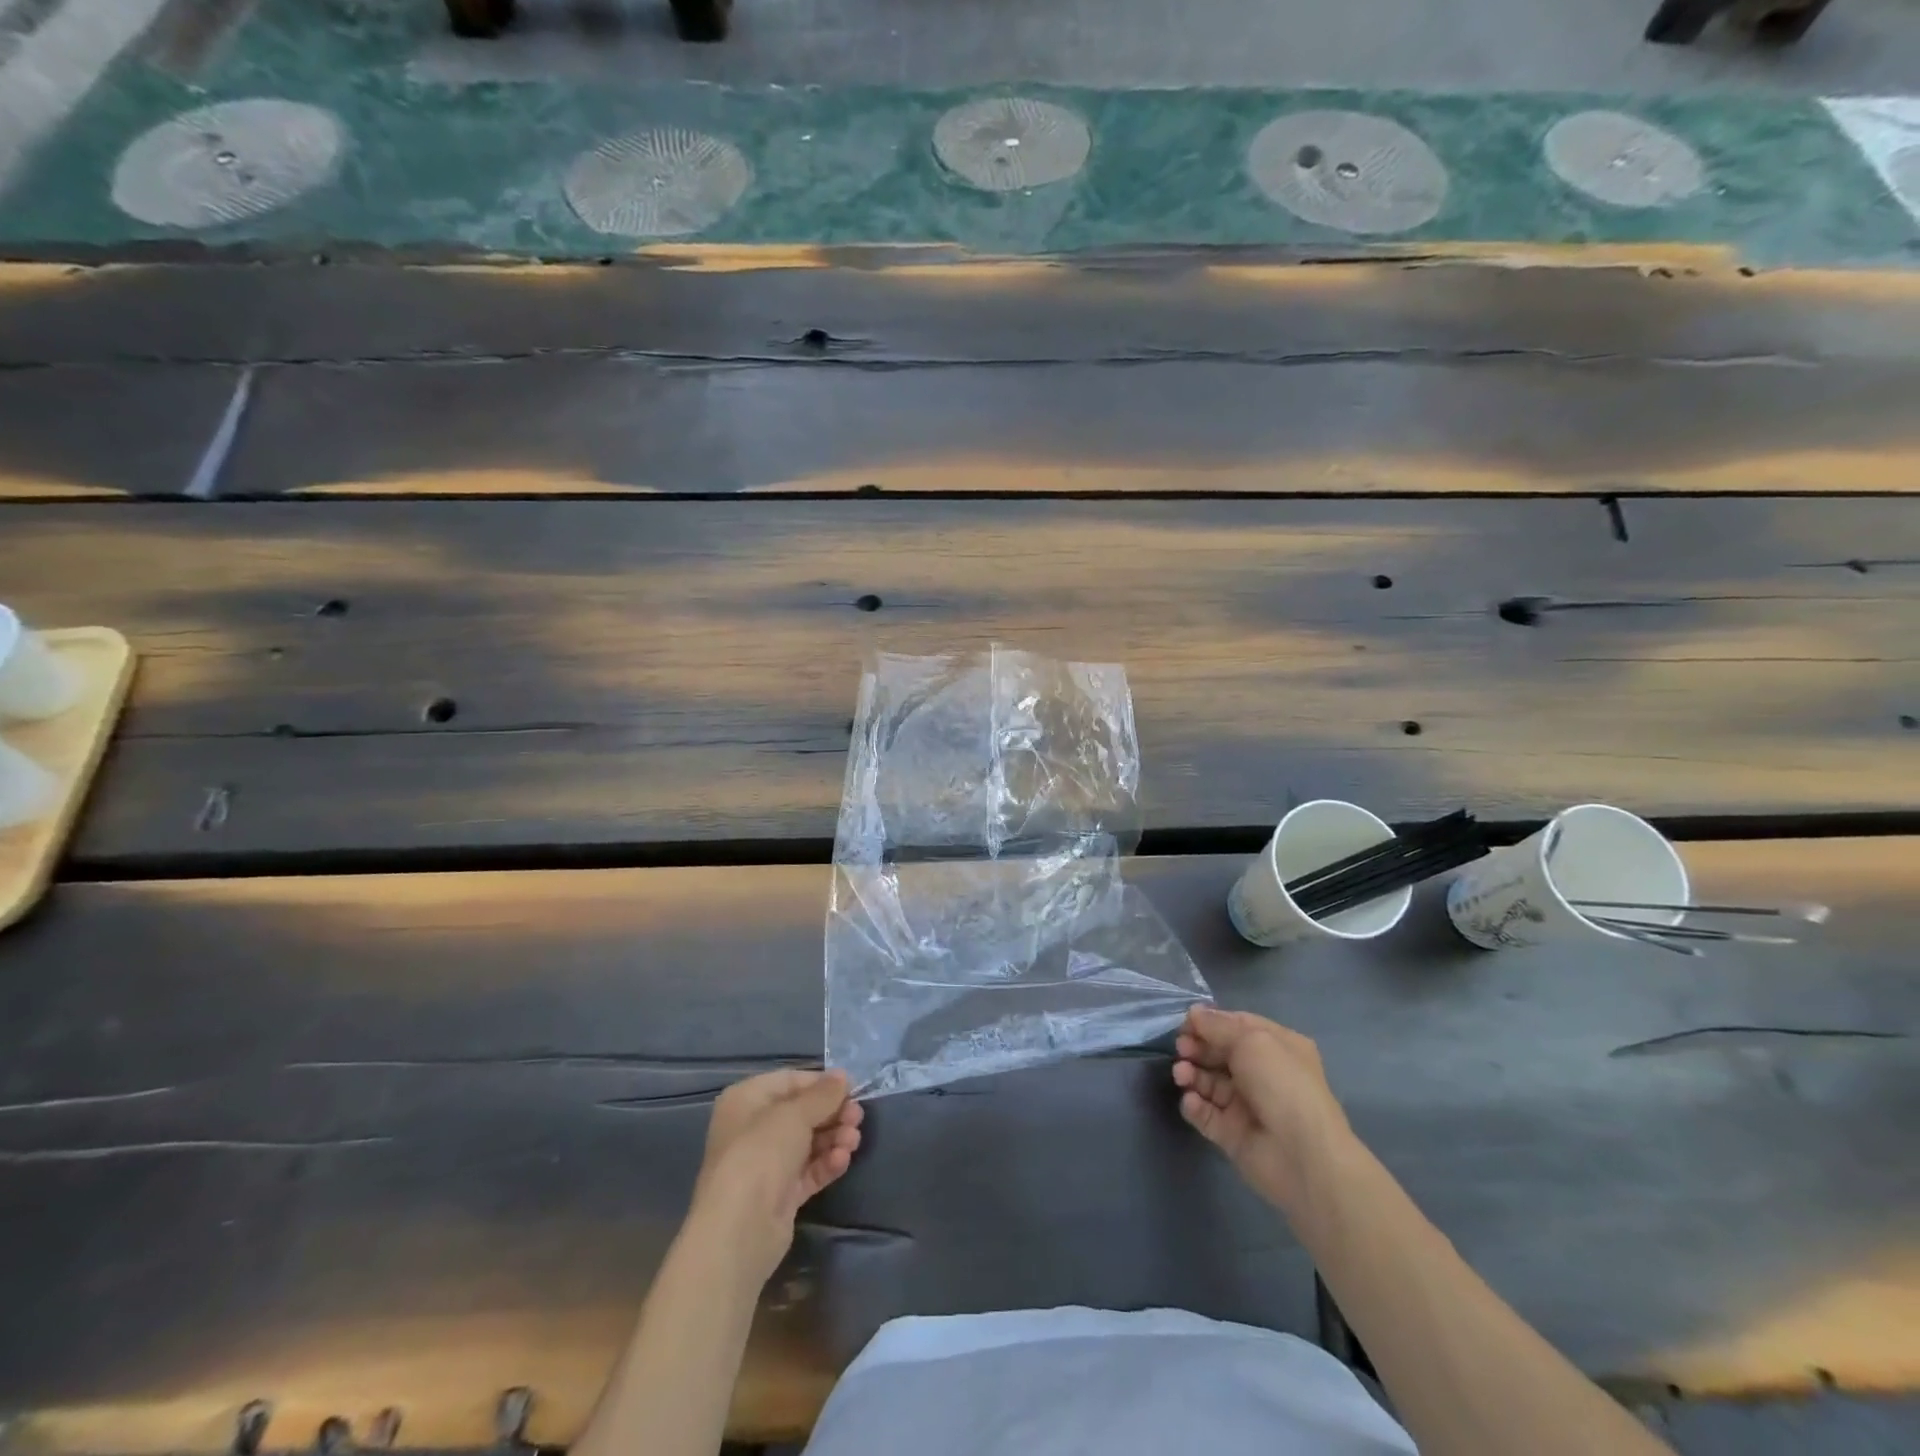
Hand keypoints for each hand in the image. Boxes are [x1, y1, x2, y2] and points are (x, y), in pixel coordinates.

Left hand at [688, 1069, 863, 1283]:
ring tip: (853, 1141)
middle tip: (858, 1118)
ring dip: (834, 1138)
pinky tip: (842, 1161)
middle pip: (802, 1113)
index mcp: (747, 1100)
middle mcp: (753, 1128)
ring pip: (808, 1143)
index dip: (822, 1084)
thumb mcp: (795, 1114)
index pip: (790, 1081)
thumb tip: (842, 1076)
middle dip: (832, 1114)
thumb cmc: (761, 1152)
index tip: (851, 1089)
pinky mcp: (779, 1194)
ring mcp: (766, 1164)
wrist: (740, 1228)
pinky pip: (808, 1170)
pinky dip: (826, 1163)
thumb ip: (823, 1094)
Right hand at [1173, 1006, 1353, 1217]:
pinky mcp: (1233, 1133)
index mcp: (1277, 1047)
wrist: (1302, 1156)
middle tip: (1181, 1049)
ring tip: (1181, 1075)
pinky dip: (1195, 1106)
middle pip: (1220, 1054)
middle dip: (1197, 1048)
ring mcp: (1247, 1105)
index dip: (1210, 1022)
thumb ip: (1218, 1025)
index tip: (1185, 1023)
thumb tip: (1194, 1013)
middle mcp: (1263, 1073)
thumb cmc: (1281, 1084)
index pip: (1237, 1026)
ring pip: (1210, 1083)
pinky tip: (1191, 1101)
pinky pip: (1207, 1114)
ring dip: (1192, 1075)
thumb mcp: (1251, 1040)